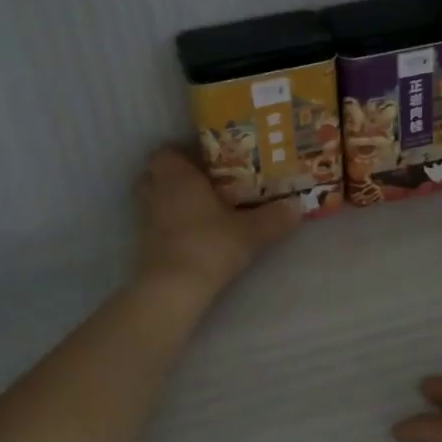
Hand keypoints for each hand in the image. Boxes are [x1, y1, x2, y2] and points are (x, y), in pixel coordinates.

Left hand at [136, 147, 299, 295]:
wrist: (174, 289)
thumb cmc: (209, 245)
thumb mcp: (251, 231)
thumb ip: (274, 218)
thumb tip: (297, 207)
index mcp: (177, 177)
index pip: (165, 152)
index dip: (183, 153)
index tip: (208, 161)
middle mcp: (156, 193)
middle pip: (154, 174)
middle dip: (174, 176)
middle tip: (203, 183)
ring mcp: (145, 220)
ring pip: (153, 200)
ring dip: (170, 201)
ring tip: (200, 208)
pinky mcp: (144, 246)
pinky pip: (155, 225)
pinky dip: (169, 225)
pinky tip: (193, 234)